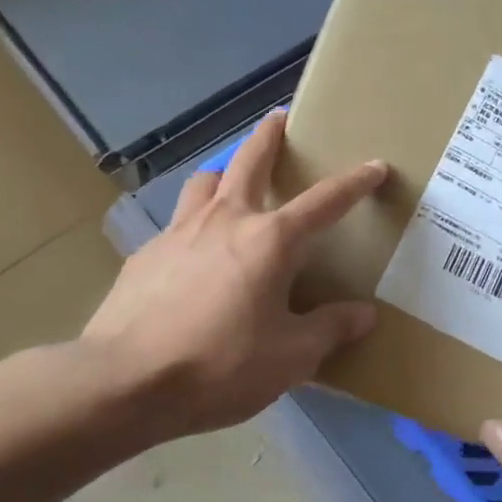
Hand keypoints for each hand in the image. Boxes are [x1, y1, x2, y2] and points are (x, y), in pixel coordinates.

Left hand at [83, 111, 386, 438]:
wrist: (126, 381)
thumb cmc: (222, 364)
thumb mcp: (292, 357)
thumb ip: (330, 329)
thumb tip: (364, 314)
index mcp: (270, 240)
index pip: (325, 202)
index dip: (355, 183)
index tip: (375, 166)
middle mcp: (225, 220)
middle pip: (250, 161)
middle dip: (269, 137)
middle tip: (279, 120)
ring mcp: (179, 232)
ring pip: (205, 183)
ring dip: (223, 173)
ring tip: (230, 184)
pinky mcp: (145, 255)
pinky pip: (177, 224)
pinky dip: (194, 224)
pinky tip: (193, 254)